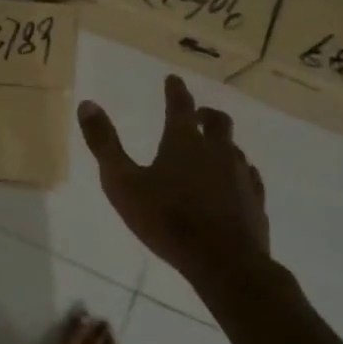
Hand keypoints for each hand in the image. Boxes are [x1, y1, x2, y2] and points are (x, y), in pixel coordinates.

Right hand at [77, 75, 269, 281]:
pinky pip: (249, 177)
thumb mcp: (122, 182)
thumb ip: (104, 143)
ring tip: (212, 150)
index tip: (173, 79)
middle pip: (217, 122)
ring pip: (235, 149)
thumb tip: (87, 104)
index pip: (180, 105)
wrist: (224, 263)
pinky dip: (238, 172)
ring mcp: (241, 176)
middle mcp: (216, 151)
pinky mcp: (255, 202)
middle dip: (205, 114)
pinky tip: (234, 183)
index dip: (175, 90)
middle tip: (197, 114)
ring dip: (222, 144)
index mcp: (184, 142)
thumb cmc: (167, 220)